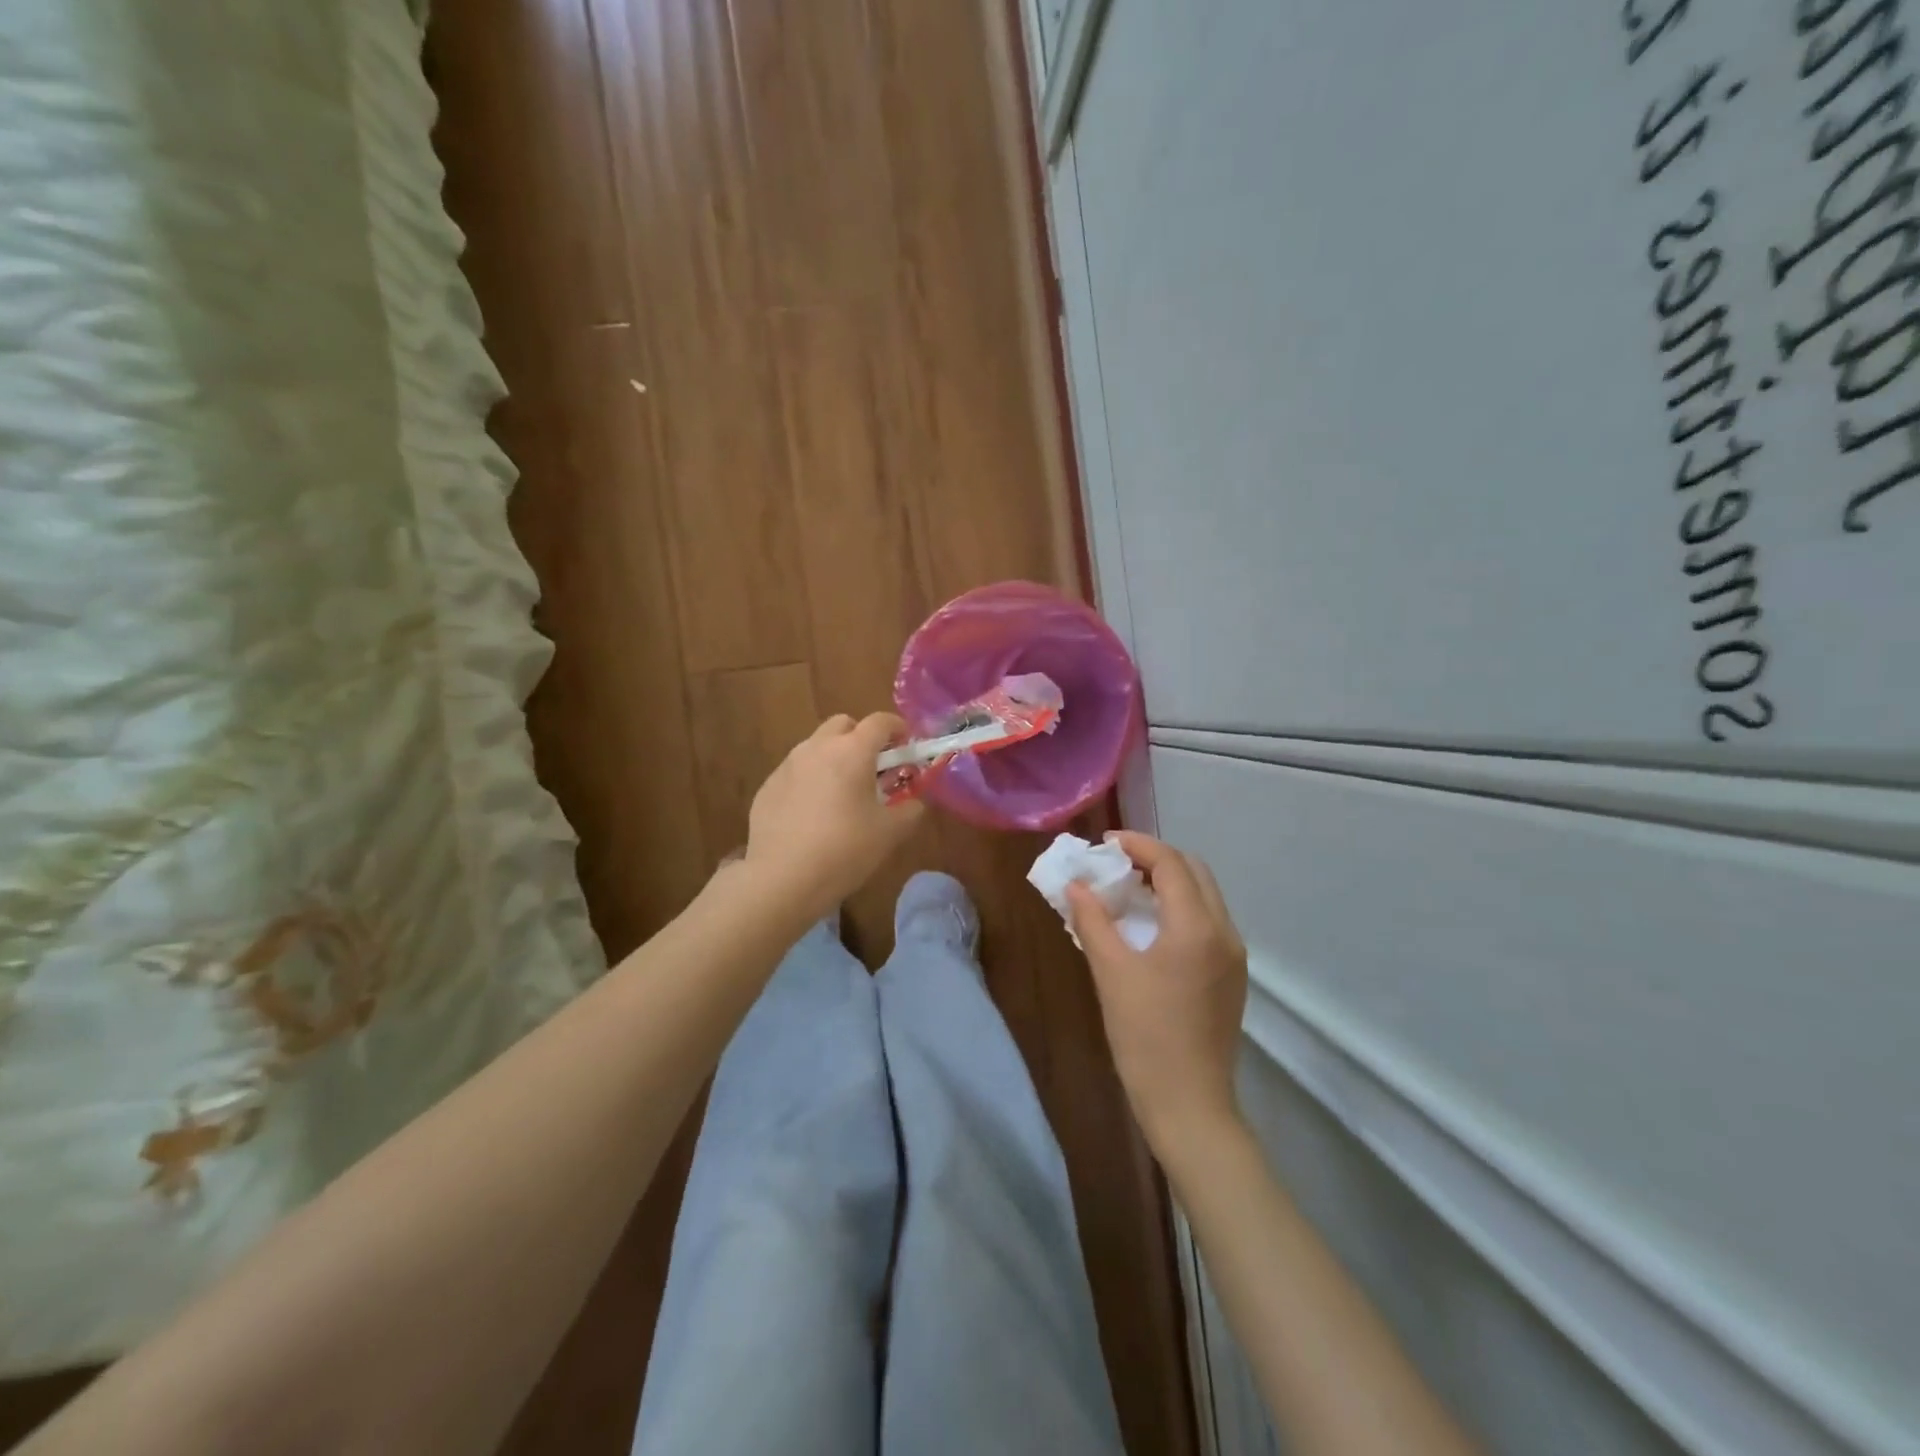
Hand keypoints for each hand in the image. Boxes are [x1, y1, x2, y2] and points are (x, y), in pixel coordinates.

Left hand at [743, 713, 925, 920]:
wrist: (782, 878)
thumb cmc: (845, 849)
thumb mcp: (890, 833)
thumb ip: (910, 809)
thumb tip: (915, 801)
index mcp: (852, 751)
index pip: (880, 722)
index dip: (898, 728)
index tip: (907, 744)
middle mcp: (817, 748)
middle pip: (843, 724)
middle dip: (861, 737)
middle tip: (873, 767)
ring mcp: (788, 765)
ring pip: (816, 746)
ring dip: (834, 757)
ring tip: (842, 792)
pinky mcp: (768, 786)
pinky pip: (796, 772)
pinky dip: (810, 780)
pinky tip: (813, 814)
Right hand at [1068, 833, 1248, 1155]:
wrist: (1189, 1104)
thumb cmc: (1145, 1036)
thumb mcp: (1110, 972)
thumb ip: (1092, 920)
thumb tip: (1076, 886)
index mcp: (1197, 927)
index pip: (1171, 863)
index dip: (1137, 845)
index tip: (1105, 843)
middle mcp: (1224, 932)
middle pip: (1194, 871)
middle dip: (1156, 858)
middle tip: (1116, 863)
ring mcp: (1233, 956)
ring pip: (1204, 896)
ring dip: (1169, 882)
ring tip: (1128, 889)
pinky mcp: (1231, 976)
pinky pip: (1207, 921)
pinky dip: (1179, 907)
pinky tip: (1150, 925)